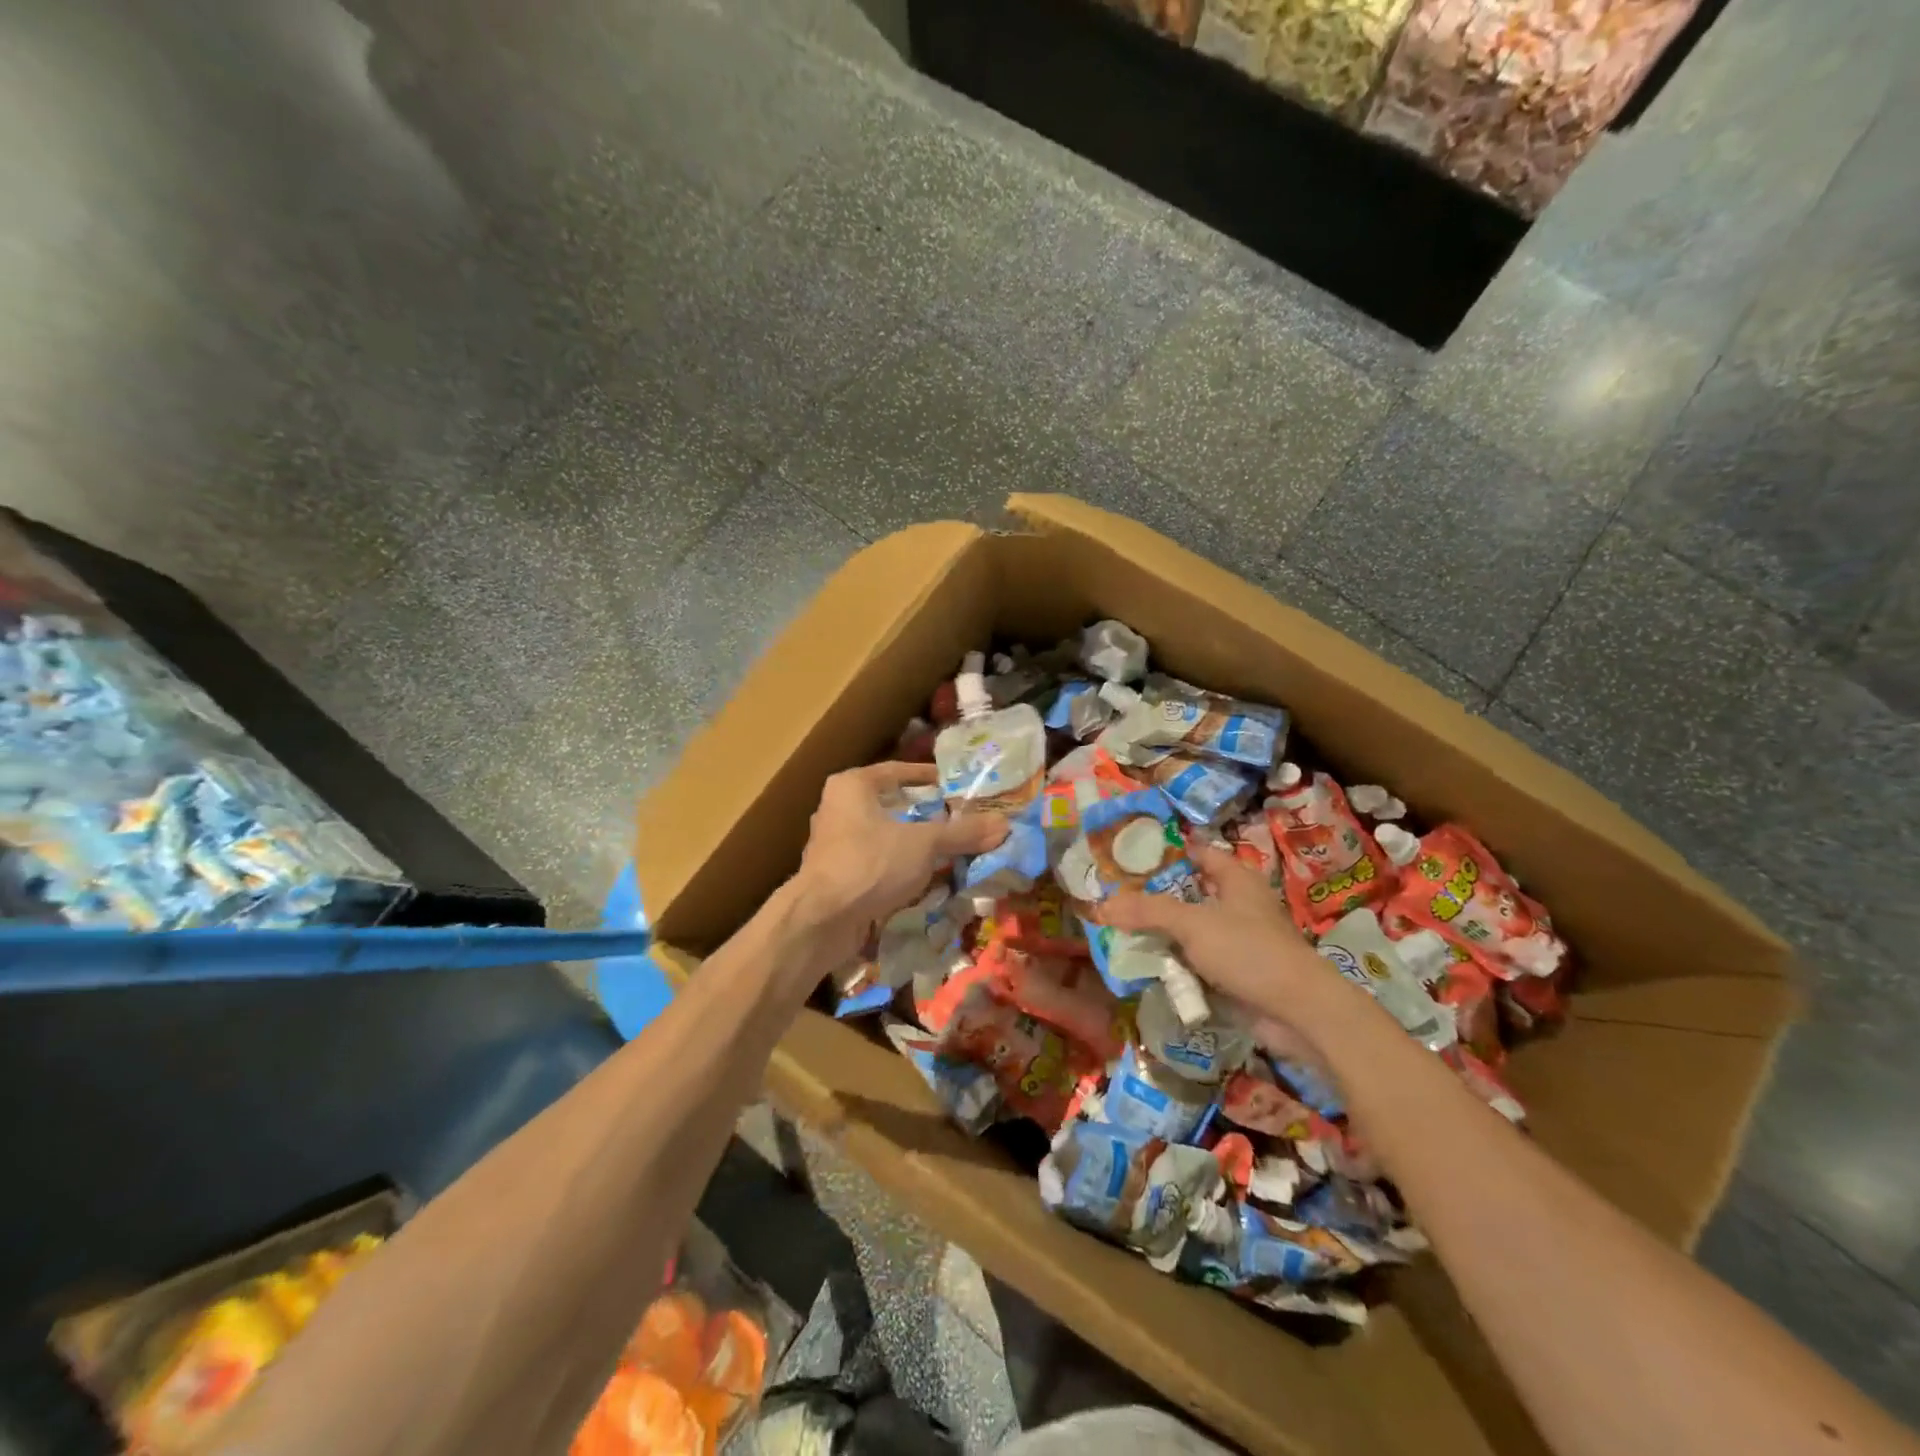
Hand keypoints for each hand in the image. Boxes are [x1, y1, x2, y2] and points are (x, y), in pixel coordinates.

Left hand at [793, 762, 1007, 954]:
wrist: (821, 920)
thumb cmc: (869, 863)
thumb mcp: (923, 844)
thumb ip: (962, 833)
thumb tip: (1004, 825)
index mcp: (852, 786)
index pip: (897, 772)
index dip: (927, 777)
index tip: (955, 785)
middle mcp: (838, 809)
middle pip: (891, 806)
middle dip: (925, 815)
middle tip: (959, 819)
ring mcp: (835, 845)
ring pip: (885, 838)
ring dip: (914, 845)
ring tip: (950, 850)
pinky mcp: (837, 877)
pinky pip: (877, 865)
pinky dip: (900, 869)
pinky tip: (926, 880)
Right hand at [1104, 842, 1341, 1032]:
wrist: (1297, 1011)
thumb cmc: (1247, 950)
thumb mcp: (1191, 923)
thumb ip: (1147, 911)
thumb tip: (1102, 905)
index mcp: (1236, 879)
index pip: (1198, 853)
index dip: (1167, 852)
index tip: (1130, 857)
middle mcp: (1239, 904)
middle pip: (1190, 893)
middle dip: (1155, 898)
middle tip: (1115, 898)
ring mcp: (1239, 941)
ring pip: (1191, 931)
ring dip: (1163, 935)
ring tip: (1120, 931)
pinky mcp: (1237, 973)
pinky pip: (1198, 962)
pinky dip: (1176, 964)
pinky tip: (1146, 966)